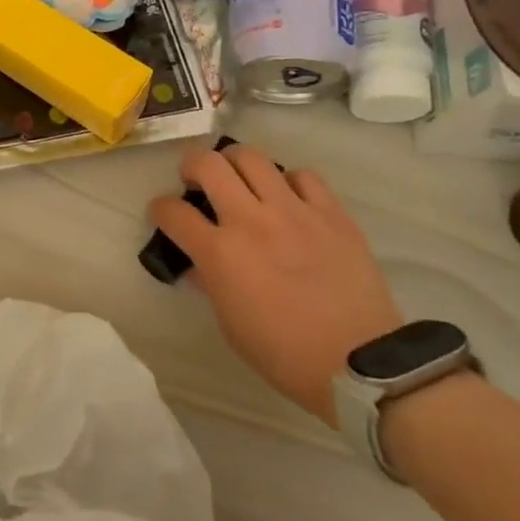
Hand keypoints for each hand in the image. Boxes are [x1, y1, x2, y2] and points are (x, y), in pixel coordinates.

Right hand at [148, 143, 399, 426]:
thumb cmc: (283, 354)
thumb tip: (199, 264)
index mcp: (220, 253)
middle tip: (196, 180)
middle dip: (191, 165)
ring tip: (239, 179)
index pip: (173, 212)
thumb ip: (210, 284)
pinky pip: (303, 175)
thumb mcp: (230, 325)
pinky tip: (288, 198)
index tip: (163, 213)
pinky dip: (287, 181)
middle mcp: (251, 221)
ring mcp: (294, 211)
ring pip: (253, 157)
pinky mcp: (331, 213)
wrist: (359, 363)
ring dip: (235, 163)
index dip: (160, 208)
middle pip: (209, 164)